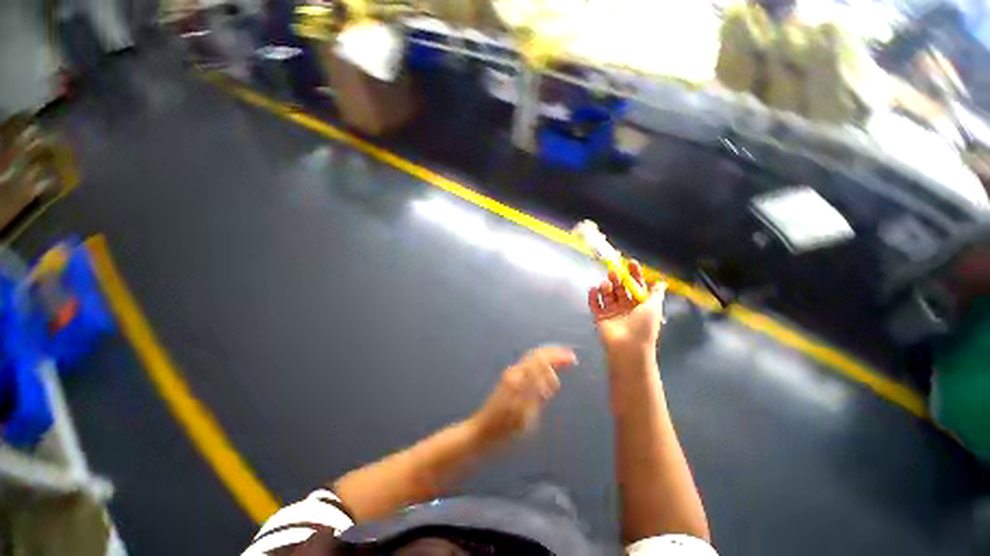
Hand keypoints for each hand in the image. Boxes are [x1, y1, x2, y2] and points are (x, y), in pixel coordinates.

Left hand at [469, 346, 576, 444]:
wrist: (482, 431)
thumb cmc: (504, 429)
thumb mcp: (523, 415)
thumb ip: (537, 390)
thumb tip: (550, 371)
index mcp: (519, 379)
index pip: (541, 359)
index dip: (557, 356)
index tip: (572, 359)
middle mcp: (515, 372)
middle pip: (537, 355)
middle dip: (554, 354)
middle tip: (570, 358)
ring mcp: (511, 375)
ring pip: (533, 359)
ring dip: (549, 359)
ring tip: (563, 363)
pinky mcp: (510, 380)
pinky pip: (529, 367)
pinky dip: (542, 365)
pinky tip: (549, 372)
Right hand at [587, 260, 666, 355]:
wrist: (628, 347)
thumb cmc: (643, 326)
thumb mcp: (654, 307)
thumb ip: (656, 293)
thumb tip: (661, 282)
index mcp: (639, 304)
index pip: (636, 285)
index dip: (634, 274)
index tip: (630, 263)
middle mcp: (625, 306)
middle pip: (619, 288)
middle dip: (617, 278)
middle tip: (613, 272)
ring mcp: (611, 311)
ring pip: (607, 294)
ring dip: (605, 286)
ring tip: (605, 285)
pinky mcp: (599, 317)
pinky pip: (594, 304)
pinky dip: (592, 296)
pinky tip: (593, 289)